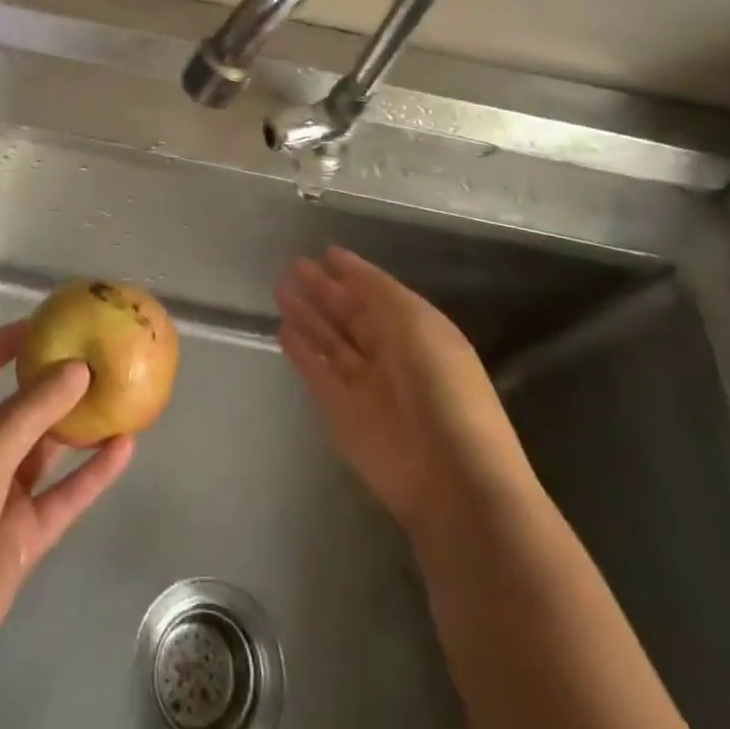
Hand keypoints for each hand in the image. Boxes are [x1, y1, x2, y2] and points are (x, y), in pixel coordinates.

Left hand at [0, 322, 134, 728]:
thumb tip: (80, 366)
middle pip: (17, 406)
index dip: (4, 343)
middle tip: (99, 356)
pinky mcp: (20, 538)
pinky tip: (125, 448)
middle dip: (53, 383)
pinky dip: (91, 474)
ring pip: (45, 450)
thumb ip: (32, 411)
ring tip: (120, 394)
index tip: (47, 324)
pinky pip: (63, 496)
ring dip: (77, 426)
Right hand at [275, 246, 529, 531]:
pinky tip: (281, 330)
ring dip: (307, 315)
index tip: (326, 252)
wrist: (451, 475)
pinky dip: (300, 352)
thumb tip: (343, 263)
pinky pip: (317, 373)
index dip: (353, 273)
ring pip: (330, 341)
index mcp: (417, 330)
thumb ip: (375, 290)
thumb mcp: (413, 321)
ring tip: (278, 289)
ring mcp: (366, 385)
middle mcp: (391, 354)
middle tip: (294, 265)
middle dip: (324, 290)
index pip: (378, 294)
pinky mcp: (342, 413)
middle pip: (351, 315)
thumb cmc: (440, 385)